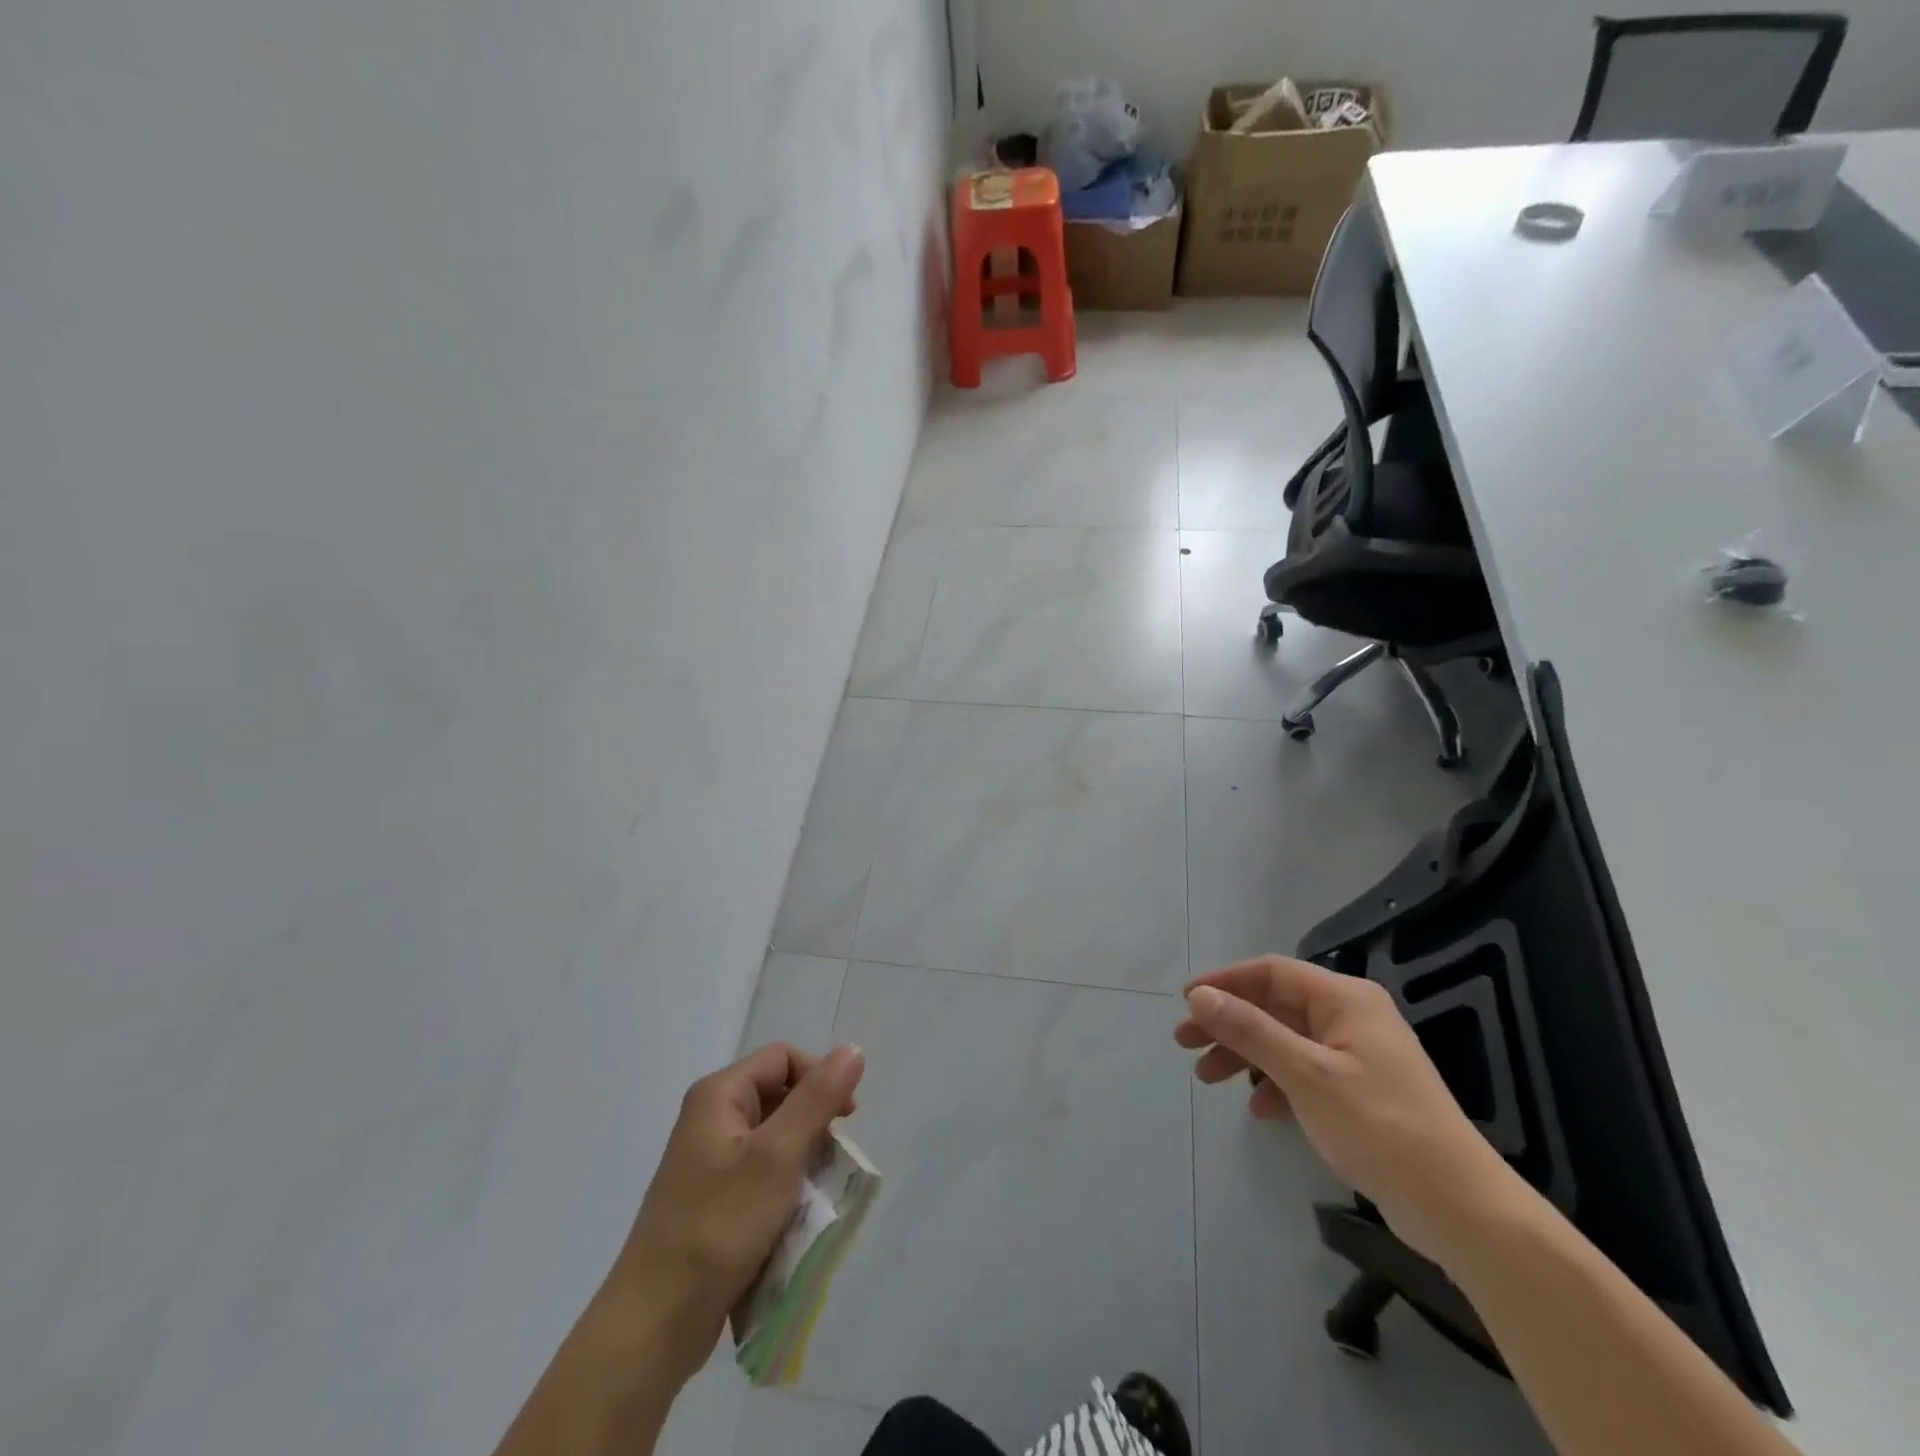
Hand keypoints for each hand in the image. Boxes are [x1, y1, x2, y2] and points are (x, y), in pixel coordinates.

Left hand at [608, 1042, 864, 1380]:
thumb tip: (853, 1049)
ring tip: (817, 1195)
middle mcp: (710, 1119)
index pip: (784, 1058)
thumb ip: (817, 1099)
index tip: (846, 1120)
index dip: (820, 1078)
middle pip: (780, 1096)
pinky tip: (795, 1219)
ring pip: (774, 1140)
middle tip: (834, 1162)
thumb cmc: (719, 1227)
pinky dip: (784, 1189)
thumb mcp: (778, 1156)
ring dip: (803, 1161)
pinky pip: (760, 1175)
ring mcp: (708, 1162)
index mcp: (719, 1095)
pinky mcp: (712, 1200)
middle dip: (814, 1125)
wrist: (654, 1325)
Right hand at [1175, 956, 1518, 1264]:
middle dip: (1227, 1022)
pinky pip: (1303, 1071)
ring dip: (1244, 1054)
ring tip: (1206, 1077)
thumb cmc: (1381, 1128)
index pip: (1271, 972)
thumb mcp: (1306, 1075)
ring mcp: (1356, 1055)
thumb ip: (1250, 1030)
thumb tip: (1200, 996)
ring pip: (1284, 1039)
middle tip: (1184, 1042)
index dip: (1224, 981)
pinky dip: (1274, 1083)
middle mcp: (1350, 1017)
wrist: (1461, 1210)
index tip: (1185, 1002)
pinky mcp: (1359, 1090)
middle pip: (1273, 1005)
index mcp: (1344, 999)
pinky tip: (1257, 1108)